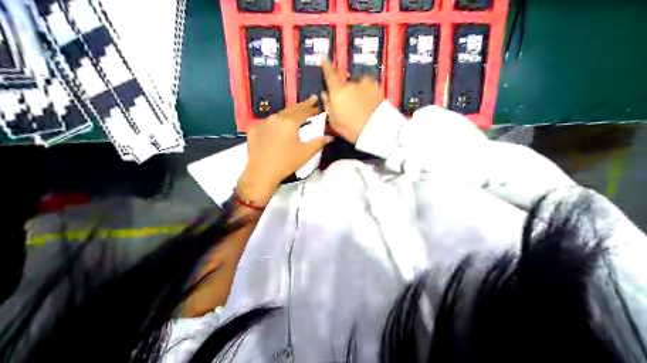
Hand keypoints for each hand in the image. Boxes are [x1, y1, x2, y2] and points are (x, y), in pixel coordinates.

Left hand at [237, 95, 329, 205]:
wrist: (261, 173)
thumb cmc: (286, 163)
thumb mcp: (305, 153)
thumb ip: (318, 142)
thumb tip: (329, 136)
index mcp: (289, 122)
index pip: (304, 111)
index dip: (312, 107)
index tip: (318, 103)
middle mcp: (276, 118)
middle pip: (291, 109)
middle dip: (302, 106)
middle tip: (310, 100)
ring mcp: (263, 122)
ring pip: (279, 114)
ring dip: (289, 113)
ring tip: (296, 113)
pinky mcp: (253, 129)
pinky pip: (267, 122)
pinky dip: (275, 122)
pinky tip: (278, 127)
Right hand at [320, 59, 379, 142]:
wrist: (378, 130)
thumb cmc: (353, 130)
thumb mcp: (335, 122)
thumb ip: (328, 106)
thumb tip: (325, 94)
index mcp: (338, 92)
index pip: (330, 75)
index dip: (326, 65)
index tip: (324, 57)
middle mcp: (351, 84)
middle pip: (346, 84)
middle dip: (347, 92)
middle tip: (351, 106)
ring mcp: (366, 84)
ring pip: (359, 86)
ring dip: (359, 93)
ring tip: (362, 108)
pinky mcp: (378, 87)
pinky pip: (369, 88)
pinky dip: (368, 94)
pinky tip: (370, 105)